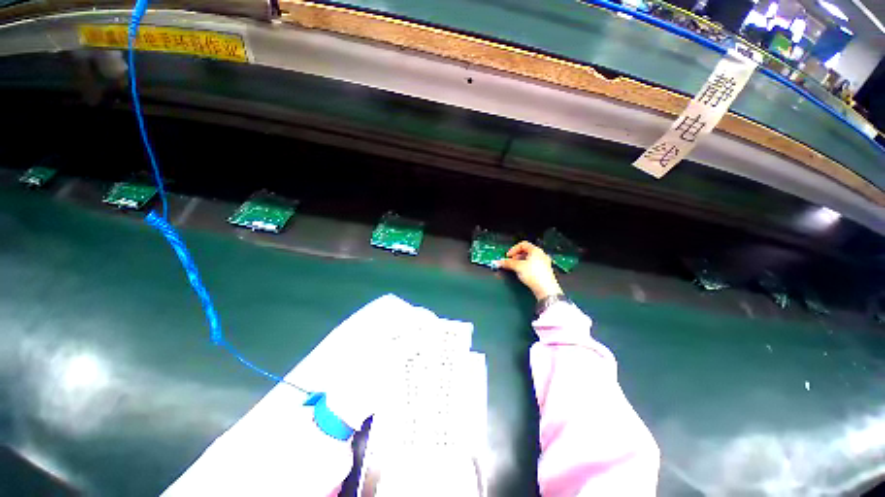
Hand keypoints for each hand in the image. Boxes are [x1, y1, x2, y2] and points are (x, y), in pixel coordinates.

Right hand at [498, 241, 562, 300]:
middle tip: (510, 262)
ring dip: (520, 262)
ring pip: (529, 259)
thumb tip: (499, 261)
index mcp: (536, 250)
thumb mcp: (518, 267)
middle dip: (516, 256)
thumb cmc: (535, 275)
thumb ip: (507, 263)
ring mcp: (544, 263)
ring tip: (515, 268)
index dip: (513, 249)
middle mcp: (541, 255)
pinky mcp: (544, 271)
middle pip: (526, 252)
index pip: (523, 244)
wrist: (546, 289)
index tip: (508, 256)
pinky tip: (523, 273)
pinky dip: (526, 267)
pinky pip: (533, 266)